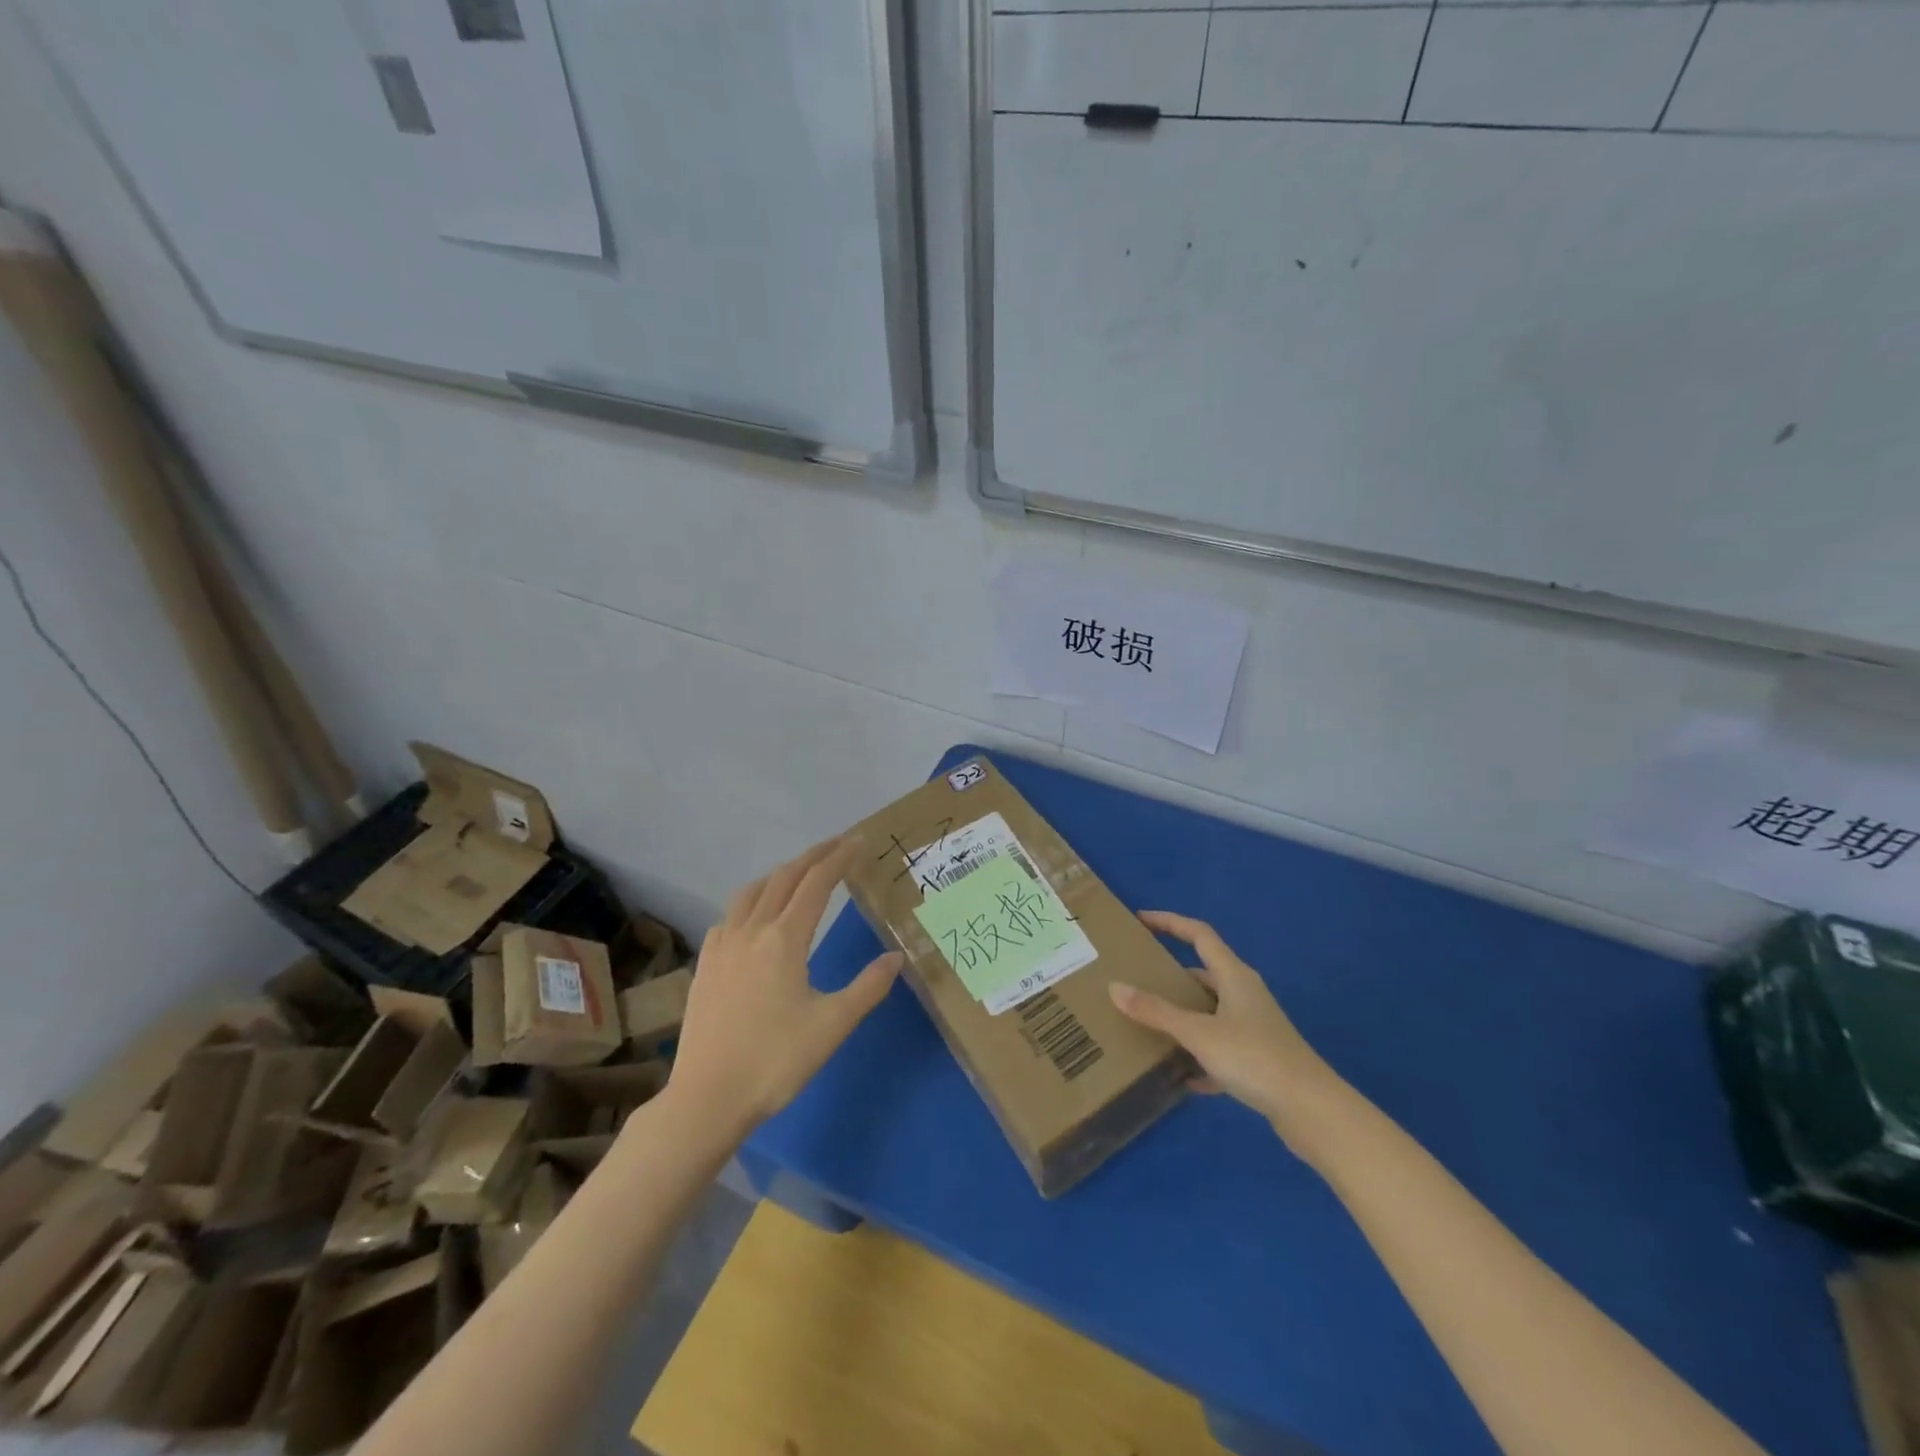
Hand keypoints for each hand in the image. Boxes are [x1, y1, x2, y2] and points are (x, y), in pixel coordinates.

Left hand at [661, 839, 901, 1147]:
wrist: (707, 1097)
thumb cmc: (775, 1061)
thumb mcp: (833, 1025)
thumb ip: (868, 987)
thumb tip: (897, 957)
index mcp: (784, 939)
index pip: (816, 883)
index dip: (839, 857)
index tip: (858, 841)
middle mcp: (751, 930)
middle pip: (784, 877)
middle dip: (814, 856)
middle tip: (838, 845)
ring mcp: (722, 945)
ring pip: (753, 891)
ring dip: (781, 873)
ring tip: (800, 872)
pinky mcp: (706, 963)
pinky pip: (731, 914)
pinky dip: (752, 900)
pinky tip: (756, 916)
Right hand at [1110, 911, 1352, 1161]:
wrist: (1311, 1110)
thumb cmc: (1254, 1057)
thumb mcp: (1198, 1033)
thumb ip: (1156, 1011)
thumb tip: (1115, 987)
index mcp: (1234, 975)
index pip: (1199, 933)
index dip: (1169, 922)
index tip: (1140, 919)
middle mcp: (1245, 994)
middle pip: (1204, 973)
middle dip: (1171, 974)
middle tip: (1137, 977)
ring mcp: (1255, 1027)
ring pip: (1211, 1011)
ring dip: (1184, 1016)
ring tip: (1150, 1023)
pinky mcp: (1260, 1059)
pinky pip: (1221, 1047)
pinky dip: (1200, 1056)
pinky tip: (1181, 1076)